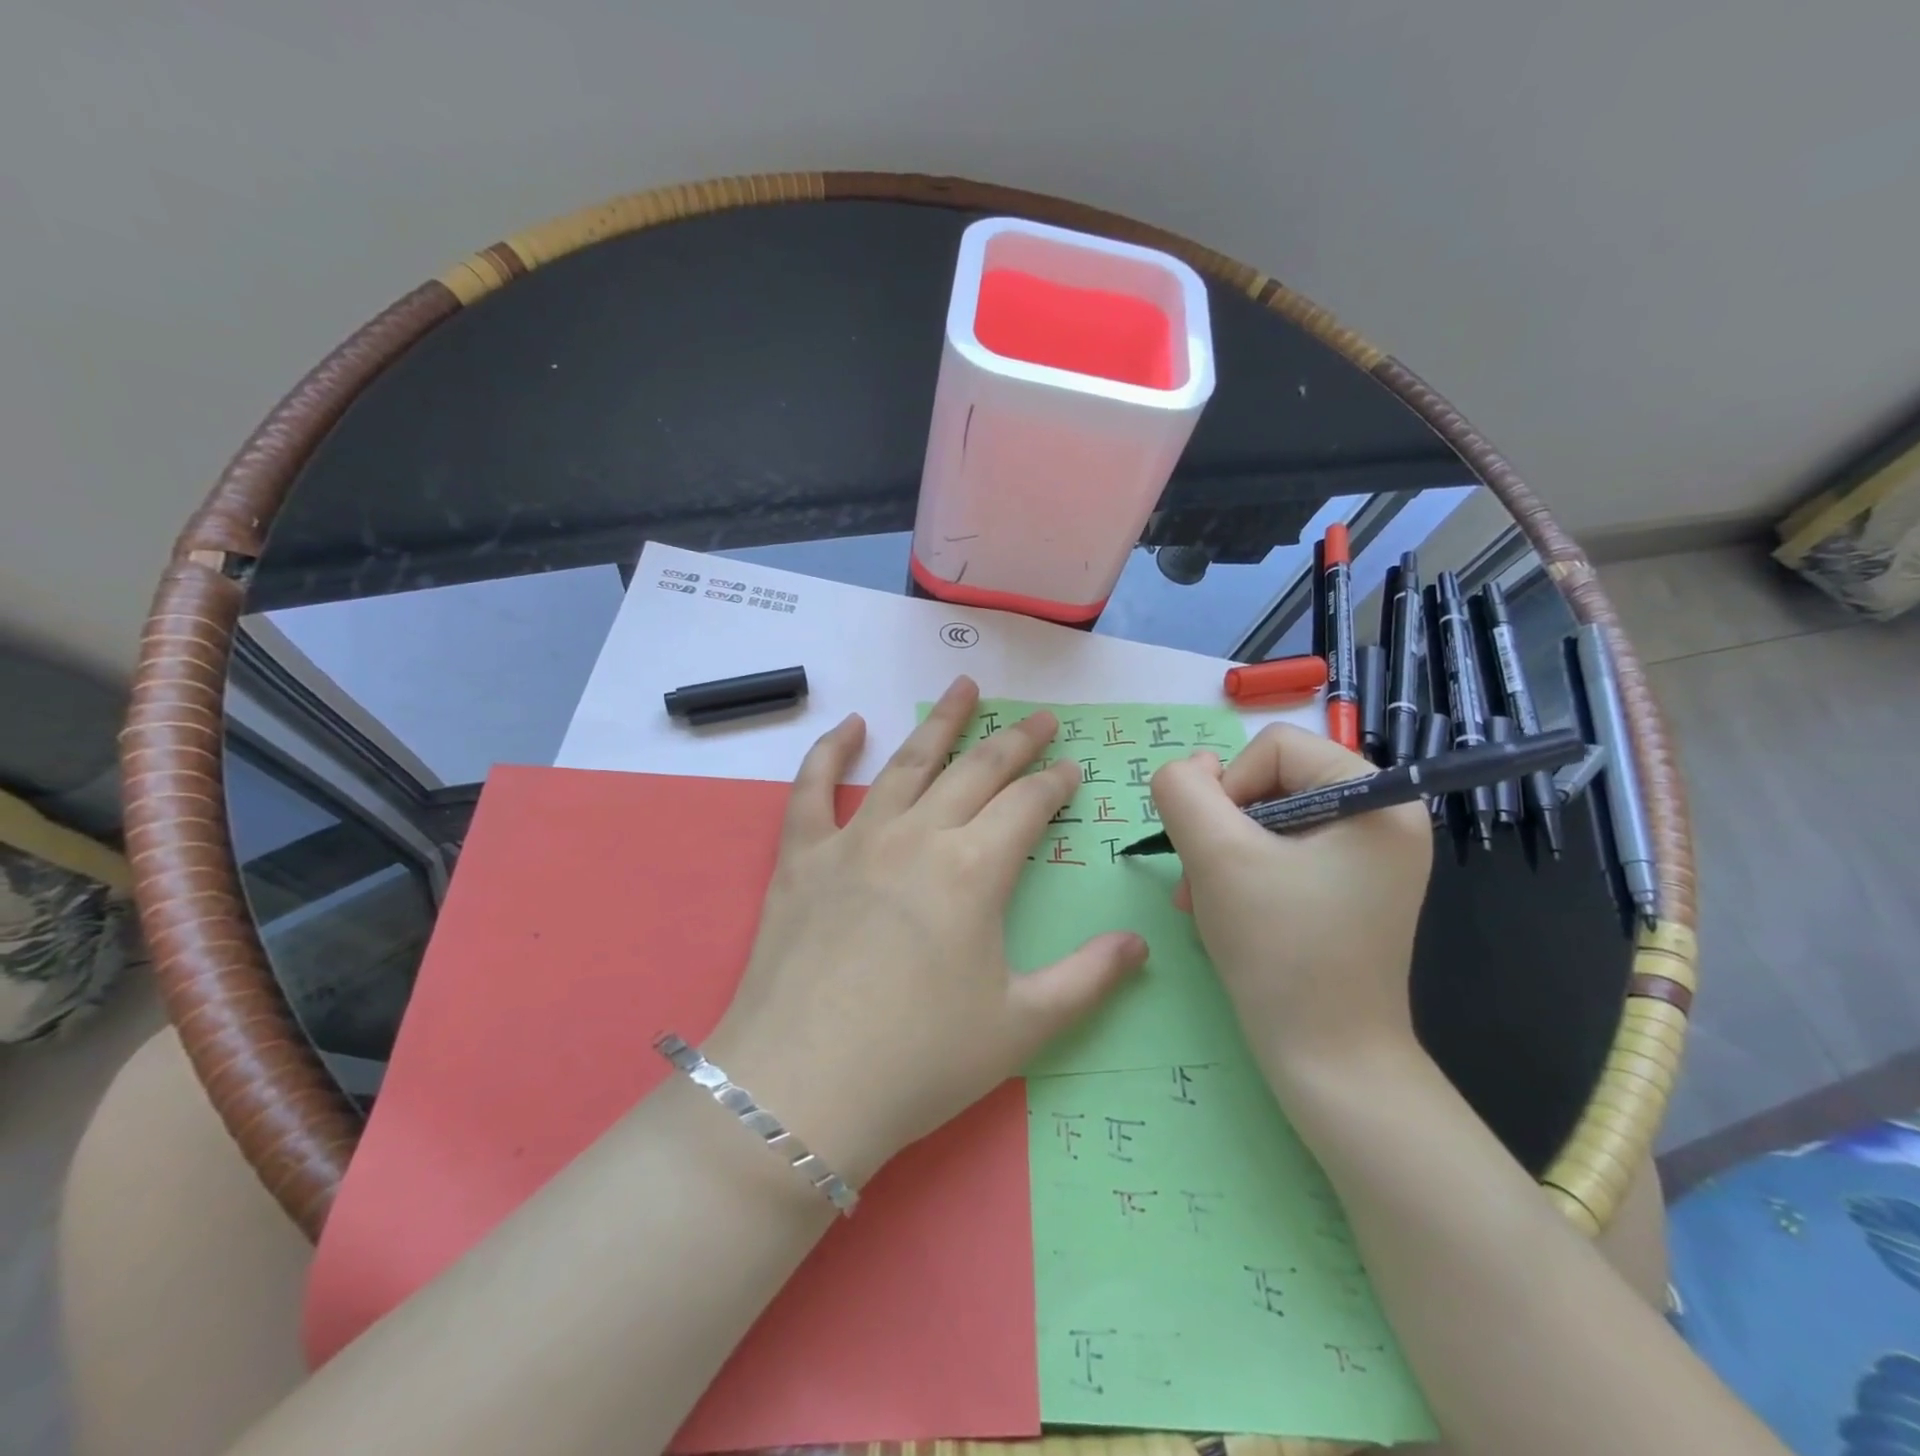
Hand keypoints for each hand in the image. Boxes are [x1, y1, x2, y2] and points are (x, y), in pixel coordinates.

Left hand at [707, 676, 1146, 1185]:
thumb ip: (1088, 979)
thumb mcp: (1021, 1028)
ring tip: (964, 688)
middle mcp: (917, 836)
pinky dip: (833, 750)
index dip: (1055, 784)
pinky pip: (814, 788)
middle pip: (976, 770)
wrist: (803, 1090)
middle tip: (1040, 718)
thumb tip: (1138, 944)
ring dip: (940, 723)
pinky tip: (853, 725)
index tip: (1072, 769)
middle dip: (1015, 741)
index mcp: (974, 870)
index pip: (1027, 806)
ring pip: (907, 763)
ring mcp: (854, 840)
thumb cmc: (920, 1061)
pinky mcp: (801, 857)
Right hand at [1150, 724, 1432, 1080]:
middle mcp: (1385, 817)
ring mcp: (1370, 857)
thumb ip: (1184, 791)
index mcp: (1377, 797)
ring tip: (1203, 900)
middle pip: (1271, 781)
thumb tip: (1188, 769)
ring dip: (1223, 852)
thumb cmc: (1280, 950)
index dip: (1228, 787)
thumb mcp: (1216, 856)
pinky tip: (1225, 911)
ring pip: (1268, 818)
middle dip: (1222, 827)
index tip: (1214, 848)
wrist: (1329, 1061)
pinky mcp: (1350, 888)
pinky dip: (1243, 873)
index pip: (1275, 747)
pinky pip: (1283, 852)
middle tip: (1198, 880)